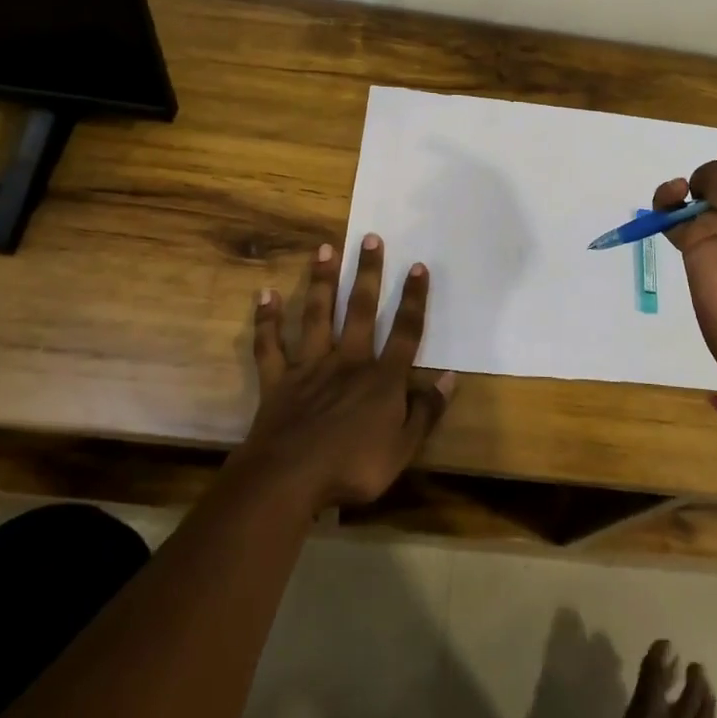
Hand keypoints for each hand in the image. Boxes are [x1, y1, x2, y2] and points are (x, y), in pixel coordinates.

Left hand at [241, 233, 455, 510]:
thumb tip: (450, 378)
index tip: (418, 266)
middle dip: (368, 273)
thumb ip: (426, 412)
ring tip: (325, 249)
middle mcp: (348, 361)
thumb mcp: (402, 449)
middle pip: (361, 310)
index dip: (413, 299)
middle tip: (370, 237)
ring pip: (317, 315)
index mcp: (381, 379)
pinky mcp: (278, 380)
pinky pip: (271, 345)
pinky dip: (267, 320)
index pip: (405, 332)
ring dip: (322, 281)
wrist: (289, 480)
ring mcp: (310, 367)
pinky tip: (266, 294)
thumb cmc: (352, 468)